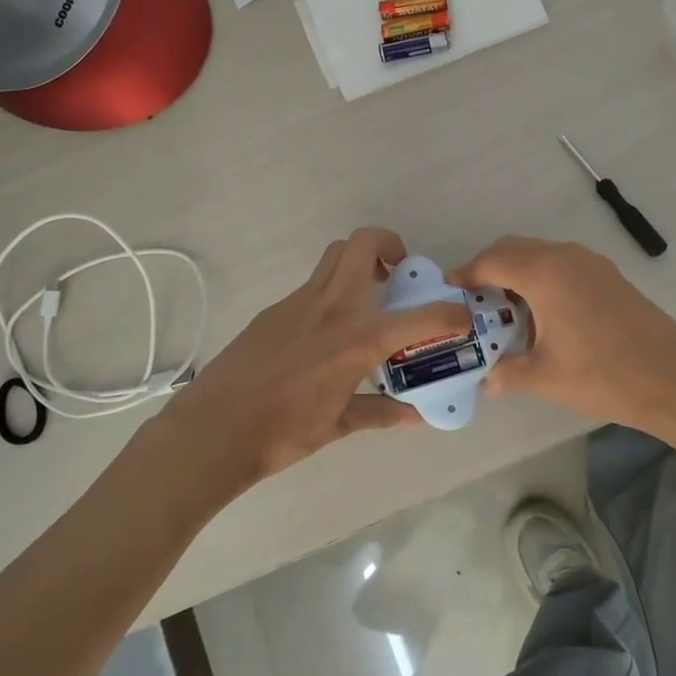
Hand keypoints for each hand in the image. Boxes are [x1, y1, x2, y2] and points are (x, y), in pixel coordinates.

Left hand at [161, 228, 469, 485]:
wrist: (214, 428)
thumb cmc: (282, 432)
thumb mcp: (338, 426)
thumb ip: (379, 413)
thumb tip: (412, 416)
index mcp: (356, 339)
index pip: (418, 317)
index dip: (449, 313)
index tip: (460, 315)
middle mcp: (332, 308)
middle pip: (363, 244)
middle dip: (389, 245)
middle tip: (398, 274)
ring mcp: (299, 302)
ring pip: (335, 256)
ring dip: (358, 262)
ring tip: (367, 297)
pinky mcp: (275, 309)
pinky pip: (312, 286)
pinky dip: (331, 293)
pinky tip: (326, 332)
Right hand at [448, 236, 675, 439]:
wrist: (674, 379)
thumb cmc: (603, 375)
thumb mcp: (546, 377)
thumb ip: (507, 374)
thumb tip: (485, 382)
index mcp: (545, 274)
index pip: (491, 261)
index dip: (466, 274)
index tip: (449, 290)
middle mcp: (565, 256)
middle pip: (514, 248)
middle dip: (488, 267)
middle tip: (473, 299)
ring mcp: (591, 262)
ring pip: (539, 253)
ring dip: (516, 271)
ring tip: (504, 309)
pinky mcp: (608, 274)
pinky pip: (561, 263)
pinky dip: (541, 276)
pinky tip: (541, 312)